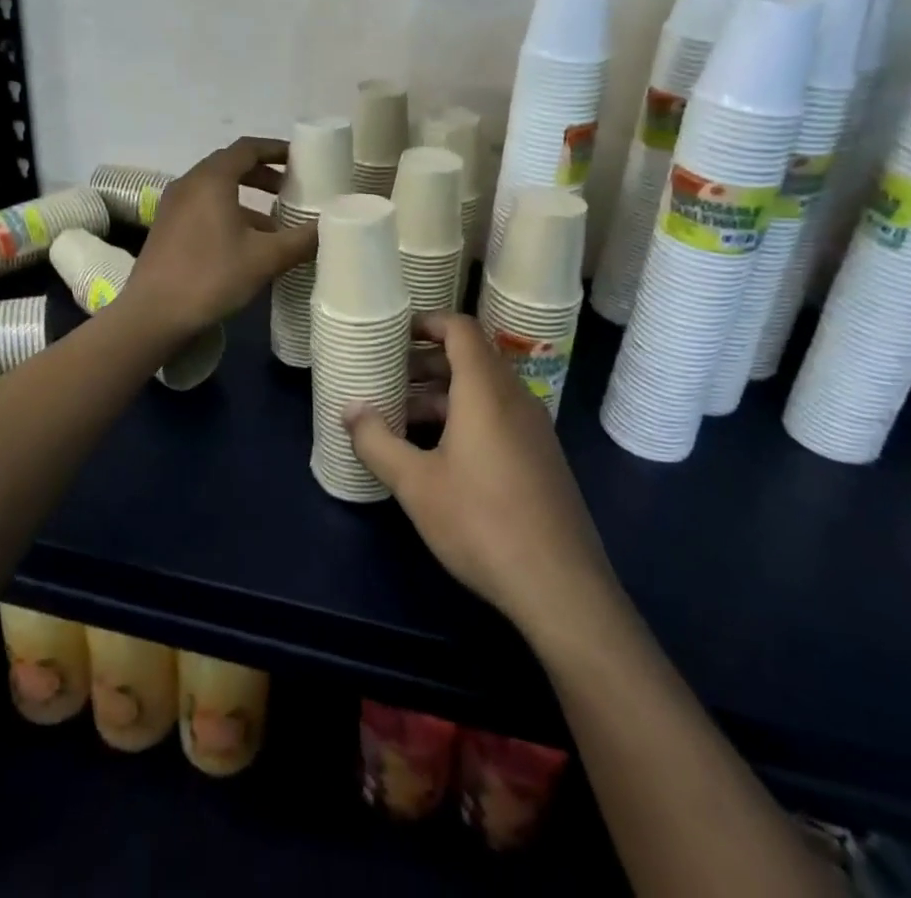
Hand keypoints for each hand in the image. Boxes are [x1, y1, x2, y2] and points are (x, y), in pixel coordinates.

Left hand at [121, 137, 315, 339]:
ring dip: (247, 198)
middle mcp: (189, 184)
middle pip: (230, 165)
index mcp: (211, 179)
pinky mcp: (166, 228)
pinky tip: (246, 244)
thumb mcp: (265, 258)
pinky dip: (228, 213)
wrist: (153, 315)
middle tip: (290, 189)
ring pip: (216, 189)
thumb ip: (301, 240)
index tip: (301, 158)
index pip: (247, 148)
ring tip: (275, 223)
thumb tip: (331, 227)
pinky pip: (203, 207)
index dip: (276, 149)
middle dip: (263, 174)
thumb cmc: (211, 277)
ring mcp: (173, 206)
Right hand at [345, 312, 614, 635]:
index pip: (460, 328)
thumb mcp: (416, 484)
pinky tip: (437, 454)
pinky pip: (497, 416)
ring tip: (402, 419)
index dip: (427, 322)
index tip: (394, 335)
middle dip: (425, 363)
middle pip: (469, 358)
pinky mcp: (540, 457)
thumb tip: (349, 410)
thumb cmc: (482, 522)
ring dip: (441, 395)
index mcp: (485, 390)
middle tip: (387, 379)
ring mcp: (533, 429)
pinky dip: (464, 417)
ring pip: (482, 390)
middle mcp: (514, 398)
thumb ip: (377, 442)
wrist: (561, 587)